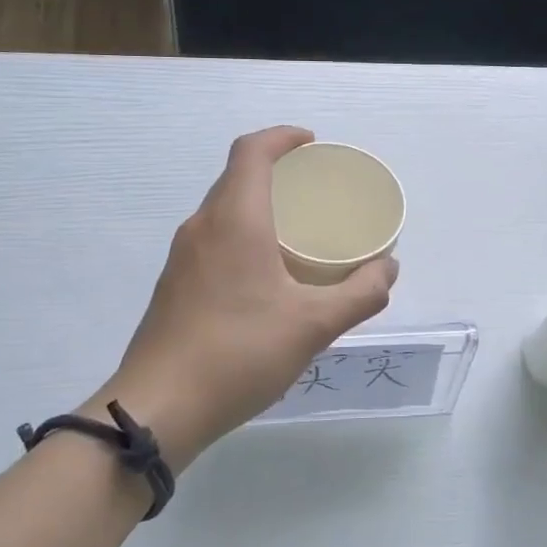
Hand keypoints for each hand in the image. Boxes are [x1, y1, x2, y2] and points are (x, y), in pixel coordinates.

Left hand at [95, 126, 397, 465]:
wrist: (158, 409)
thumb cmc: (239, 353)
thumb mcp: (314, 325)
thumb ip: (360, 293)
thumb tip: (389, 268)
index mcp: (234, 219)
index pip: (252, 151)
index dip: (282, 137)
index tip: (313, 145)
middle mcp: (202, 227)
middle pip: (236, 177)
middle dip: (276, 171)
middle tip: (315, 191)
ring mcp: (182, 257)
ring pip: (223, 210)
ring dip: (258, 206)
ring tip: (297, 232)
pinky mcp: (174, 285)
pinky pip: (213, 240)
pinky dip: (242, 236)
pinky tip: (265, 276)